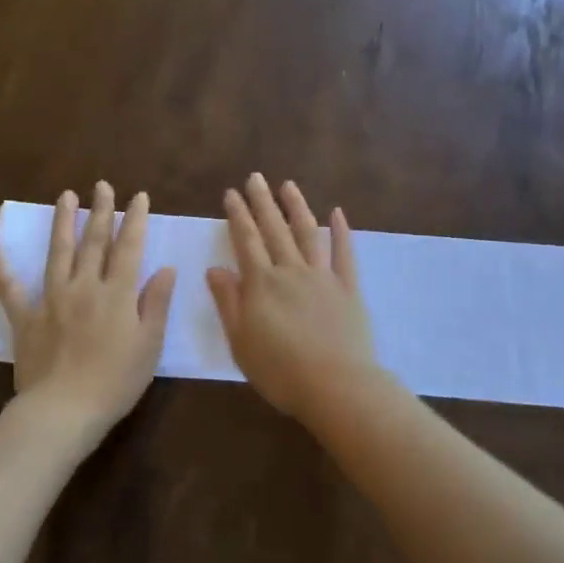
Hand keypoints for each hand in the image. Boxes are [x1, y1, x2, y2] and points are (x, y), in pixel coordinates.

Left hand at [0, 183, 177, 437]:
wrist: (64, 410)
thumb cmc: (116, 381)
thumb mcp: (149, 345)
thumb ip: (156, 303)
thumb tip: (166, 268)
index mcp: (117, 294)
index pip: (129, 248)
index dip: (136, 220)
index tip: (139, 196)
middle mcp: (84, 286)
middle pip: (94, 242)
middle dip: (101, 211)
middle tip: (103, 185)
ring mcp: (51, 299)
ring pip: (58, 252)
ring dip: (63, 222)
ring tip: (66, 196)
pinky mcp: (25, 317)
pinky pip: (8, 285)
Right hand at [207, 174, 378, 421]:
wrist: (335, 385)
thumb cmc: (280, 371)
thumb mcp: (241, 342)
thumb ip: (228, 302)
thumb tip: (215, 268)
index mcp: (261, 284)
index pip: (246, 241)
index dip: (238, 215)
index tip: (231, 193)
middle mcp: (291, 271)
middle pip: (274, 230)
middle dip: (262, 202)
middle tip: (255, 177)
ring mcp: (322, 277)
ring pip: (307, 233)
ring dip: (297, 207)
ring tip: (288, 185)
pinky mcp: (348, 288)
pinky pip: (344, 253)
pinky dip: (341, 231)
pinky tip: (337, 212)